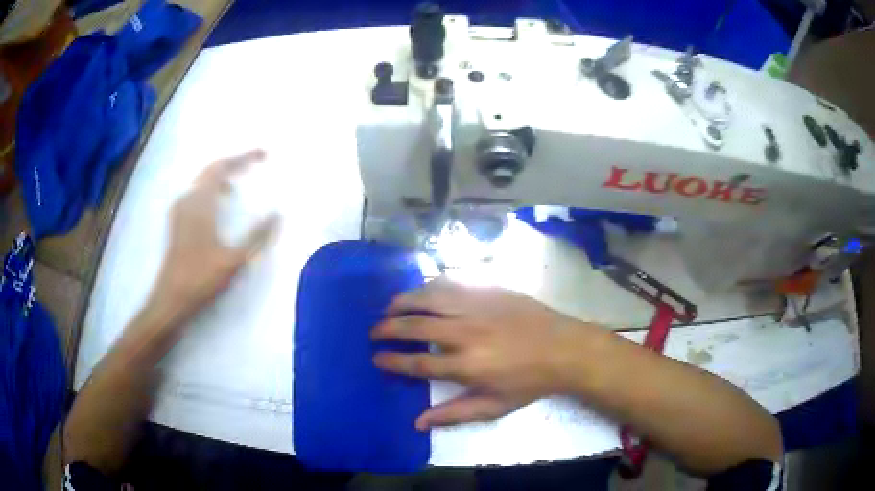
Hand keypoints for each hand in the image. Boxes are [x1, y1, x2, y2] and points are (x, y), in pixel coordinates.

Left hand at [147, 150, 278, 324]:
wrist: (171, 300)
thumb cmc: (202, 279)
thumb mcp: (234, 260)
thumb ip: (257, 235)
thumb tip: (277, 214)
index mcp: (201, 203)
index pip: (222, 168)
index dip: (242, 158)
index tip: (263, 154)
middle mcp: (187, 200)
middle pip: (210, 170)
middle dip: (233, 163)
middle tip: (253, 163)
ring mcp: (179, 211)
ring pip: (202, 182)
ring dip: (221, 176)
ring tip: (239, 181)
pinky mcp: (177, 222)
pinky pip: (196, 193)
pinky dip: (211, 189)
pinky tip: (219, 204)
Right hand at [371, 277, 595, 429]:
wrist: (563, 348)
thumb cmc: (528, 382)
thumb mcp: (493, 407)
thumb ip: (453, 415)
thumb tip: (417, 422)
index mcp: (466, 366)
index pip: (417, 362)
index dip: (392, 360)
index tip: (376, 358)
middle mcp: (465, 333)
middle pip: (414, 326)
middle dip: (388, 328)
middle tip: (375, 331)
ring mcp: (476, 307)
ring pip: (428, 298)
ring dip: (402, 302)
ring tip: (389, 308)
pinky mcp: (488, 290)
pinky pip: (450, 283)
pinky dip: (429, 287)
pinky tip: (422, 292)